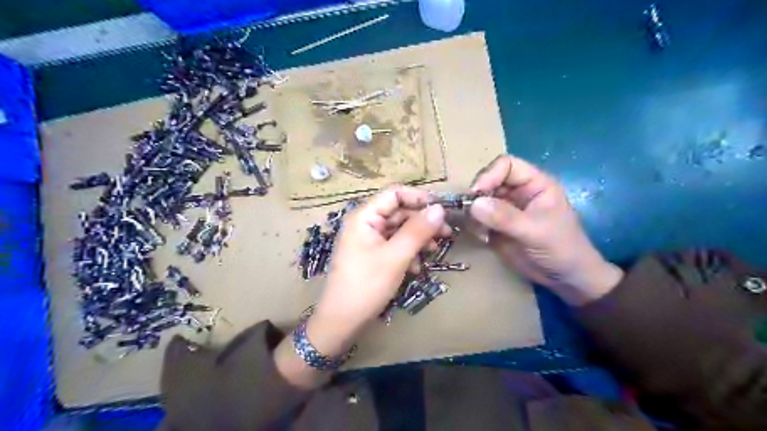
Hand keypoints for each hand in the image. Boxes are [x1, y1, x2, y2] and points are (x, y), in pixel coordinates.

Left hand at [307, 188, 449, 355]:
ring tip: (435, 251)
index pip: (394, 193)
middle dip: (422, 222)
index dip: (418, 198)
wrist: (342, 321)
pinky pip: (395, 245)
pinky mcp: (373, 255)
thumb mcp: (396, 257)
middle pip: (399, 212)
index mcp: (364, 217)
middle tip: (447, 233)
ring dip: (418, 239)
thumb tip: (439, 208)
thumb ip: (417, 231)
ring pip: (399, 230)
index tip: (442, 209)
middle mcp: (366, 223)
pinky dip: (408, 252)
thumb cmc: (366, 285)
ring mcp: (369, 240)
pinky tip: (417, 268)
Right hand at [468, 154, 621, 306]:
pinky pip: (477, 219)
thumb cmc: (561, 248)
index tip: (476, 193)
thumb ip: (505, 217)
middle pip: (488, 180)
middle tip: (469, 212)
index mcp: (534, 183)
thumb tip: (474, 204)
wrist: (564, 278)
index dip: (489, 174)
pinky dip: (474, 226)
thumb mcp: (536, 231)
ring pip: (479, 200)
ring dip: (472, 212)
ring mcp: (504, 209)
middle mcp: (517, 192)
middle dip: (477, 194)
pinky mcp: (495, 226)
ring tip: (478, 229)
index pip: (506, 165)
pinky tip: (482, 238)